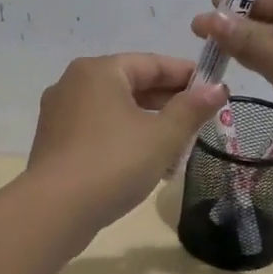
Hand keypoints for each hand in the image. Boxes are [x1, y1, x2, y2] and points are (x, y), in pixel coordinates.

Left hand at [27, 54, 225, 226]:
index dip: (186, 75)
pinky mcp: (54, 142)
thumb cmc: (114, 162)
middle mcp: (74, 83)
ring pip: (115, 110)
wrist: (55, 210)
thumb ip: (191, 109)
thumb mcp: (162, 136)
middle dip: (168, 102)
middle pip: (131, 84)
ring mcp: (59, 113)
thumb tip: (218, 88)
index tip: (215, 88)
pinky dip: (124, 138)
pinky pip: (98, 130)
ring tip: (178, 146)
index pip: (151, 63)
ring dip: (148, 124)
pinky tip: (146, 163)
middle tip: (200, 120)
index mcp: (98, 71)